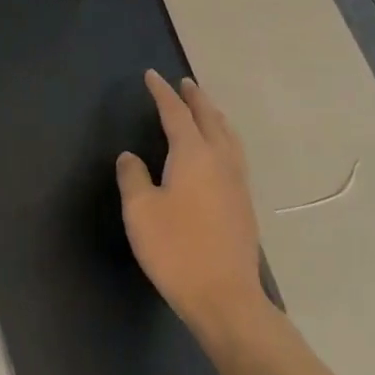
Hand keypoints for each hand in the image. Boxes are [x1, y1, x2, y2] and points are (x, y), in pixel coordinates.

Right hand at [117, 71, 267, 338]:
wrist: (225, 297)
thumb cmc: (176, 249)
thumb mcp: (140, 211)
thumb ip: (133, 177)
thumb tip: (130, 156)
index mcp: (194, 155)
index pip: (176, 113)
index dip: (162, 93)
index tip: (151, 76)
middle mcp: (220, 160)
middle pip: (209, 118)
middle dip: (195, 98)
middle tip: (184, 83)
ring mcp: (237, 183)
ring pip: (228, 136)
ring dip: (214, 116)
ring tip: (204, 109)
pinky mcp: (244, 204)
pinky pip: (234, 154)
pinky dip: (223, 138)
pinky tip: (218, 151)